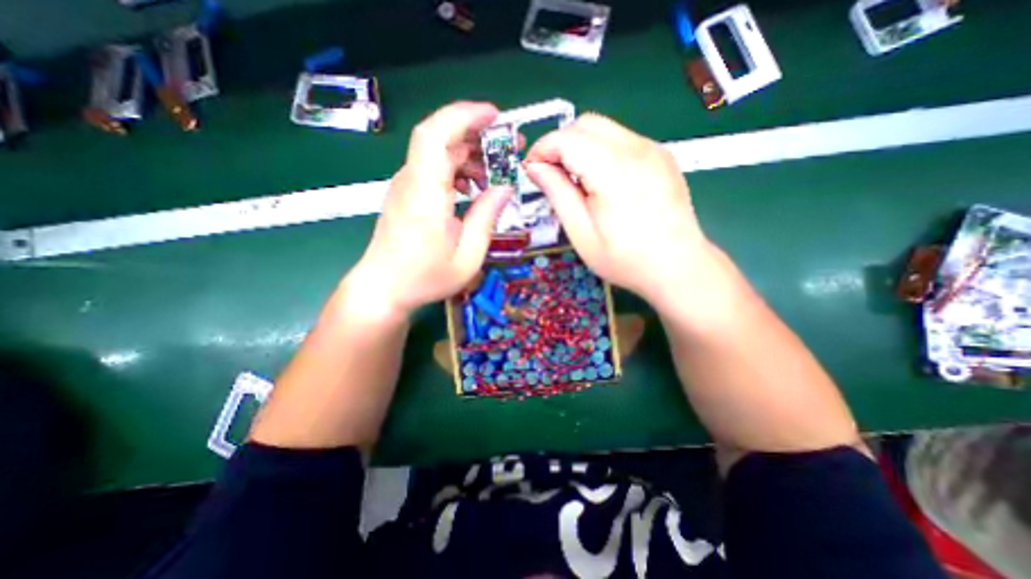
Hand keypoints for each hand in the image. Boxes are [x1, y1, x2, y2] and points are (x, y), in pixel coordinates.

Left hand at [346, 101, 509, 317]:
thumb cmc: (425, 278)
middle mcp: (412, 181)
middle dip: (478, 134)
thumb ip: (487, 219)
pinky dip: (458, 170)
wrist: (383, 289)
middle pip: (441, 137)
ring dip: (470, 155)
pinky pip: (435, 168)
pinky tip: (473, 189)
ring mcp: (407, 185)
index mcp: (426, 195)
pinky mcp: (408, 193)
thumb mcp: (468, 257)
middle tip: (509, 148)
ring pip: (439, 152)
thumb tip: (505, 188)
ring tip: (495, 175)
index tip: (496, 116)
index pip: (436, 135)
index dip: (465, 116)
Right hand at [528, 114, 713, 310]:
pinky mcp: (661, 155)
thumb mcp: (581, 233)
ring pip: (604, 128)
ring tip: (575, 180)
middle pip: (586, 124)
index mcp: (614, 171)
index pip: (568, 139)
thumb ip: (557, 194)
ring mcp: (653, 149)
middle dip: (560, 143)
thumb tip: (534, 167)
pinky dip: (600, 151)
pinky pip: (621, 139)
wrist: (678, 266)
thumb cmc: (625, 259)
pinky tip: (601, 180)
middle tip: (551, 174)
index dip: (543, 149)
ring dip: (580, 146)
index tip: (531, 169)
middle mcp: (637, 149)